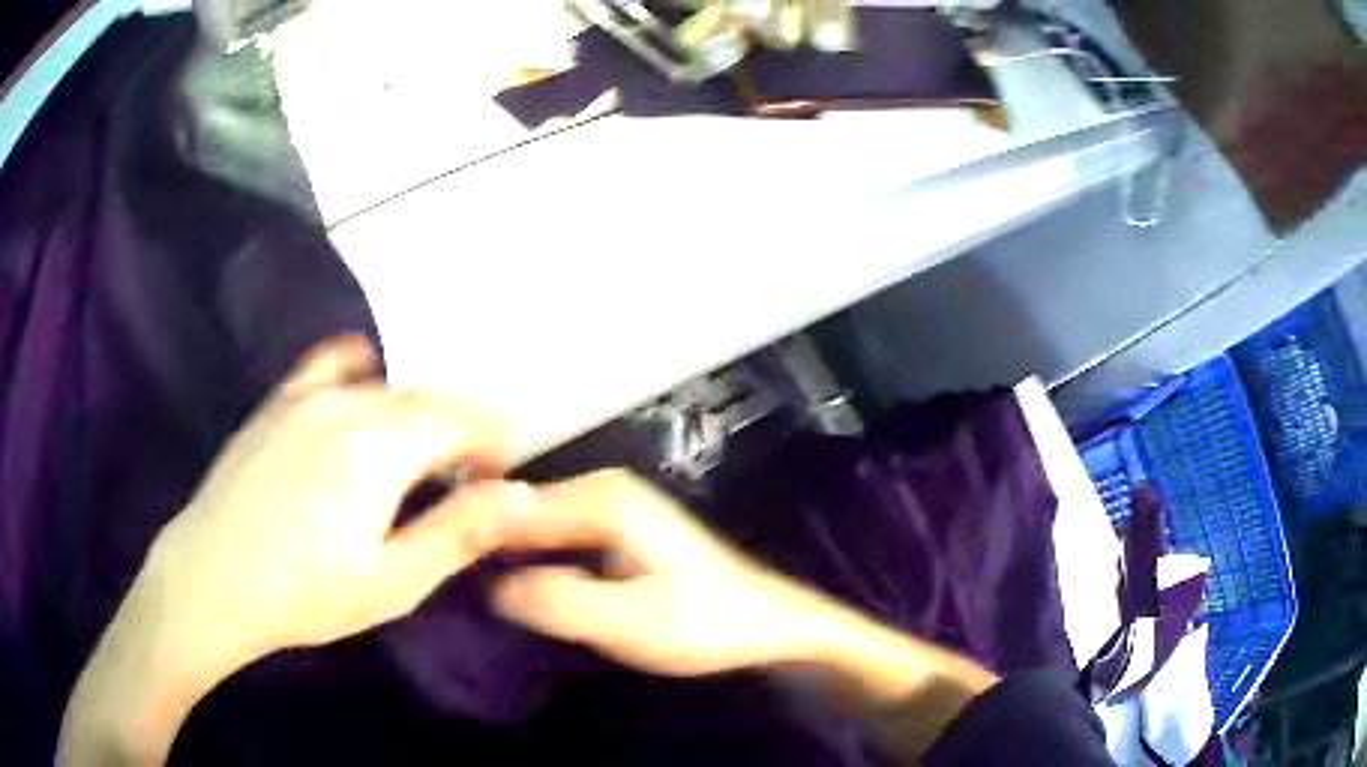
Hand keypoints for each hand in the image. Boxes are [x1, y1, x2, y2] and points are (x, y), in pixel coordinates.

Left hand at [141, 335, 509, 667]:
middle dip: (458, 432)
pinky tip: (361, 401)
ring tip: (408, 463)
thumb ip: (458, 533)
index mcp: (383, 444)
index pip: (468, 416)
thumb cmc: (305, 594)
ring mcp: (310, 393)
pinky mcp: (280, 400)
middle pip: (430, 395)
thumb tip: (520, 496)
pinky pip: (334, 363)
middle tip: (456, 485)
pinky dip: (362, 375)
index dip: (493, 447)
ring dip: (416, 416)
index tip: (489, 488)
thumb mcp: (393, 582)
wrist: (212, 578)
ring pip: (388, 385)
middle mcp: (351, 401)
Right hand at [478, 469, 824, 676]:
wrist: (764, 624)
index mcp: (601, 500)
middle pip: (518, 512)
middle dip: (485, 544)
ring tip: (468, 587)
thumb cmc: (704, 623)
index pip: (508, 509)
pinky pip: (553, 538)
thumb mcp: (630, 622)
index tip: (435, 569)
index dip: (470, 538)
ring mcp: (609, 507)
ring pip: (534, 526)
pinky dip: (531, 559)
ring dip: (506, 554)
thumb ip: (560, 602)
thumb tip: (493, 586)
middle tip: (448, 584)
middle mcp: (600, 490)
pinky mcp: (615, 529)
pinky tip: (515, 587)